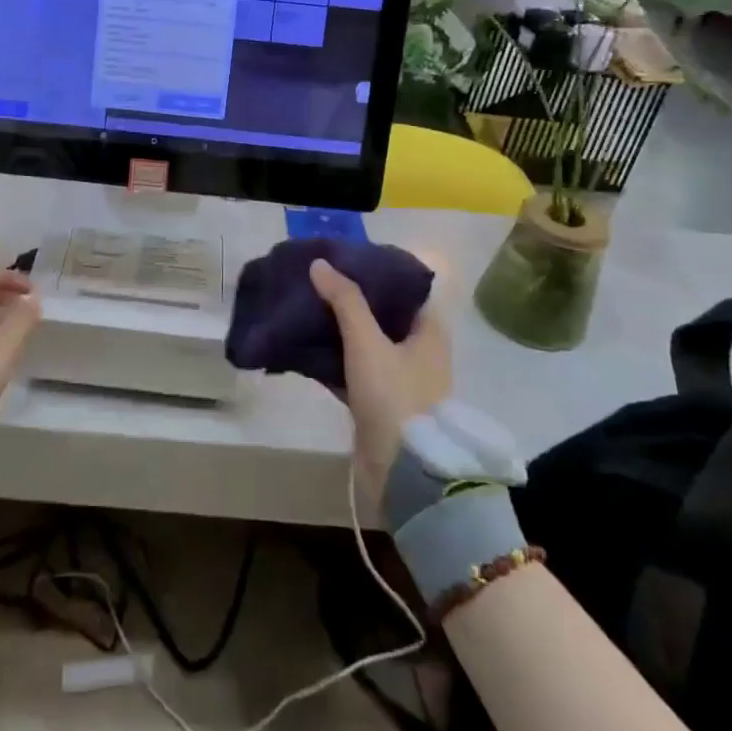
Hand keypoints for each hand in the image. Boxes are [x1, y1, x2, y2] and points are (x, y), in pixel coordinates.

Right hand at [309, 257, 451, 510]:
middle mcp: (418, 352)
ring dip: (338, 328)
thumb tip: (320, 264)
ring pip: (364, 343)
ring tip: (305, 306)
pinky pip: (351, 370)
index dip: (379, 271)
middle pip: (383, 315)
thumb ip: (345, 301)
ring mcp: (397, 380)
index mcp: (429, 332)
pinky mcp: (377, 403)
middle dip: (351, 298)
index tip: (346, 258)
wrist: (403, 473)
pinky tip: (302, 347)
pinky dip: (331, 359)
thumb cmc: (395, 397)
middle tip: (317, 280)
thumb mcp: (368, 342)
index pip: (407, 289)